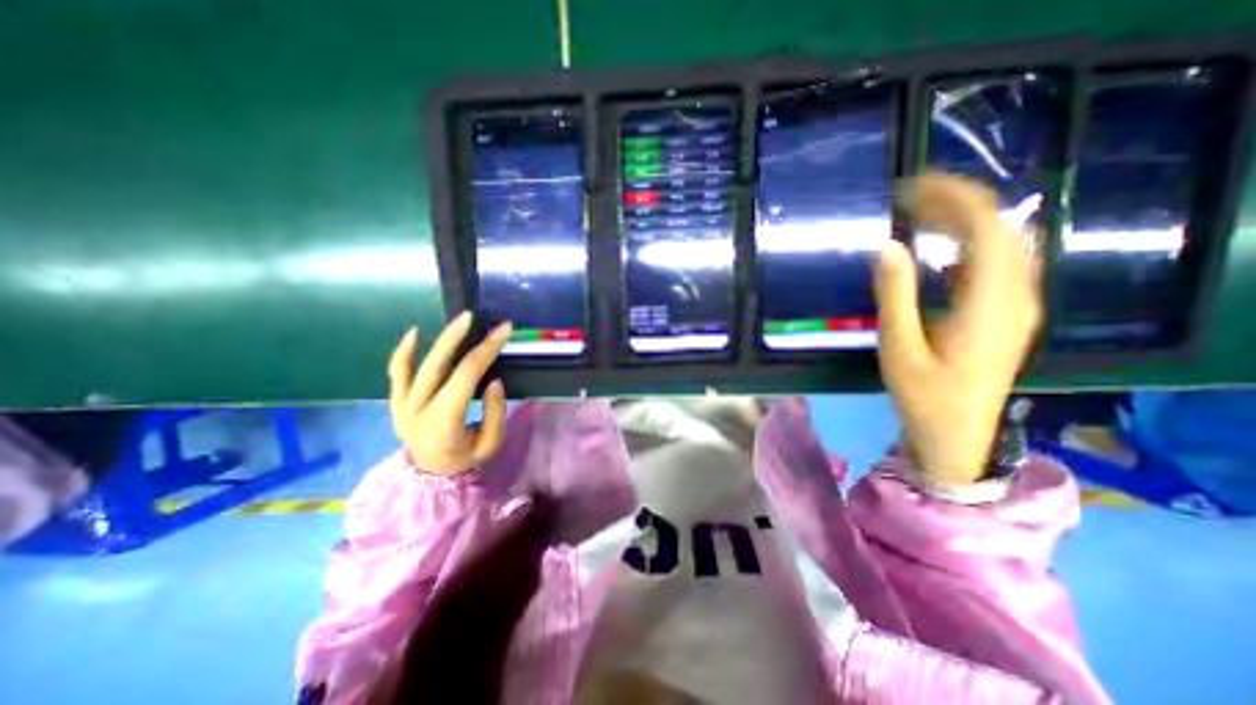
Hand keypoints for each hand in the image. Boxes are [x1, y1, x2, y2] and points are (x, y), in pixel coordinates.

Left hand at [391, 314, 511, 478]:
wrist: (428, 476)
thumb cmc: (464, 459)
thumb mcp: (490, 444)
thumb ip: (494, 413)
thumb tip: (493, 380)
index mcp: (443, 421)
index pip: (466, 376)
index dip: (486, 350)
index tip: (503, 331)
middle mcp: (417, 409)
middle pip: (439, 365)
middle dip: (461, 338)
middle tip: (477, 318)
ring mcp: (401, 405)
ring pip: (417, 365)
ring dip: (439, 340)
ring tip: (459, 320)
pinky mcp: (395, 402)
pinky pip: (396, 373)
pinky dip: (403, 352)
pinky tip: (414, 333)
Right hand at [876, 173, 1040, 487]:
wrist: (957, 435)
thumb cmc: (924, 396)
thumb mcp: (899, 347)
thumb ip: (894, 296)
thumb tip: (886, 246)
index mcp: (990, 304)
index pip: (987, 228)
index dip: (952, 199)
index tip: (909, 189)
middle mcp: (1015, 296)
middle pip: (1000, 228)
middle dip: (955, 203)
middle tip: (907, 198)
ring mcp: (1016, 304)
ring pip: (1002, 243)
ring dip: (964, 220)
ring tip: (919, 214)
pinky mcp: (1006, 313)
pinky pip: (996, 263)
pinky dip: (969, 243)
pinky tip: (941, 246)